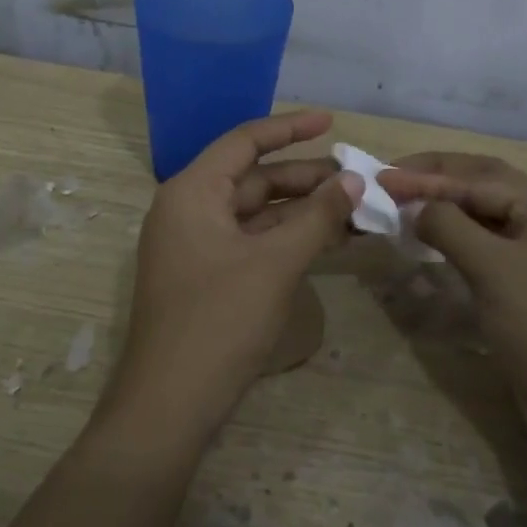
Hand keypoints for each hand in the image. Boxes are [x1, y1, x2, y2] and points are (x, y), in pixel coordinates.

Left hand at [98, 111, 362, 451]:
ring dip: (301, 210)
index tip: (331, 121)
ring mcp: (196, 245)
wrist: (169, 405)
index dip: (289, 128)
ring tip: (353, 209)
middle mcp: (189, 209)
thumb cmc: (218, 321)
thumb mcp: (274, 264)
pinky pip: (251, 242)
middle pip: (253, 178)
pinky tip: (327, 240)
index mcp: (192, 192)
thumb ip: (316, 217)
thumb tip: (353, 180)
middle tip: (357, 180)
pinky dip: (287, 238)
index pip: (244, 142)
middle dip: (305, 177)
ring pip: (256, 213)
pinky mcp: (206, 276)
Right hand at [378, 154, 526, 437]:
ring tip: (404, 205)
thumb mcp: (492, 268)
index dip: (426, 175)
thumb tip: (414, 206)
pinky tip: (433, 238)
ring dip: (446, 208)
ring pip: (486, 215)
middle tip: (390, 181)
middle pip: (484, 185)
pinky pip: (491, 244)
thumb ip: (448, 225)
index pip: (478, 177)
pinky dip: (459, 236)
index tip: (380, 177)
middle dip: (436, 180)